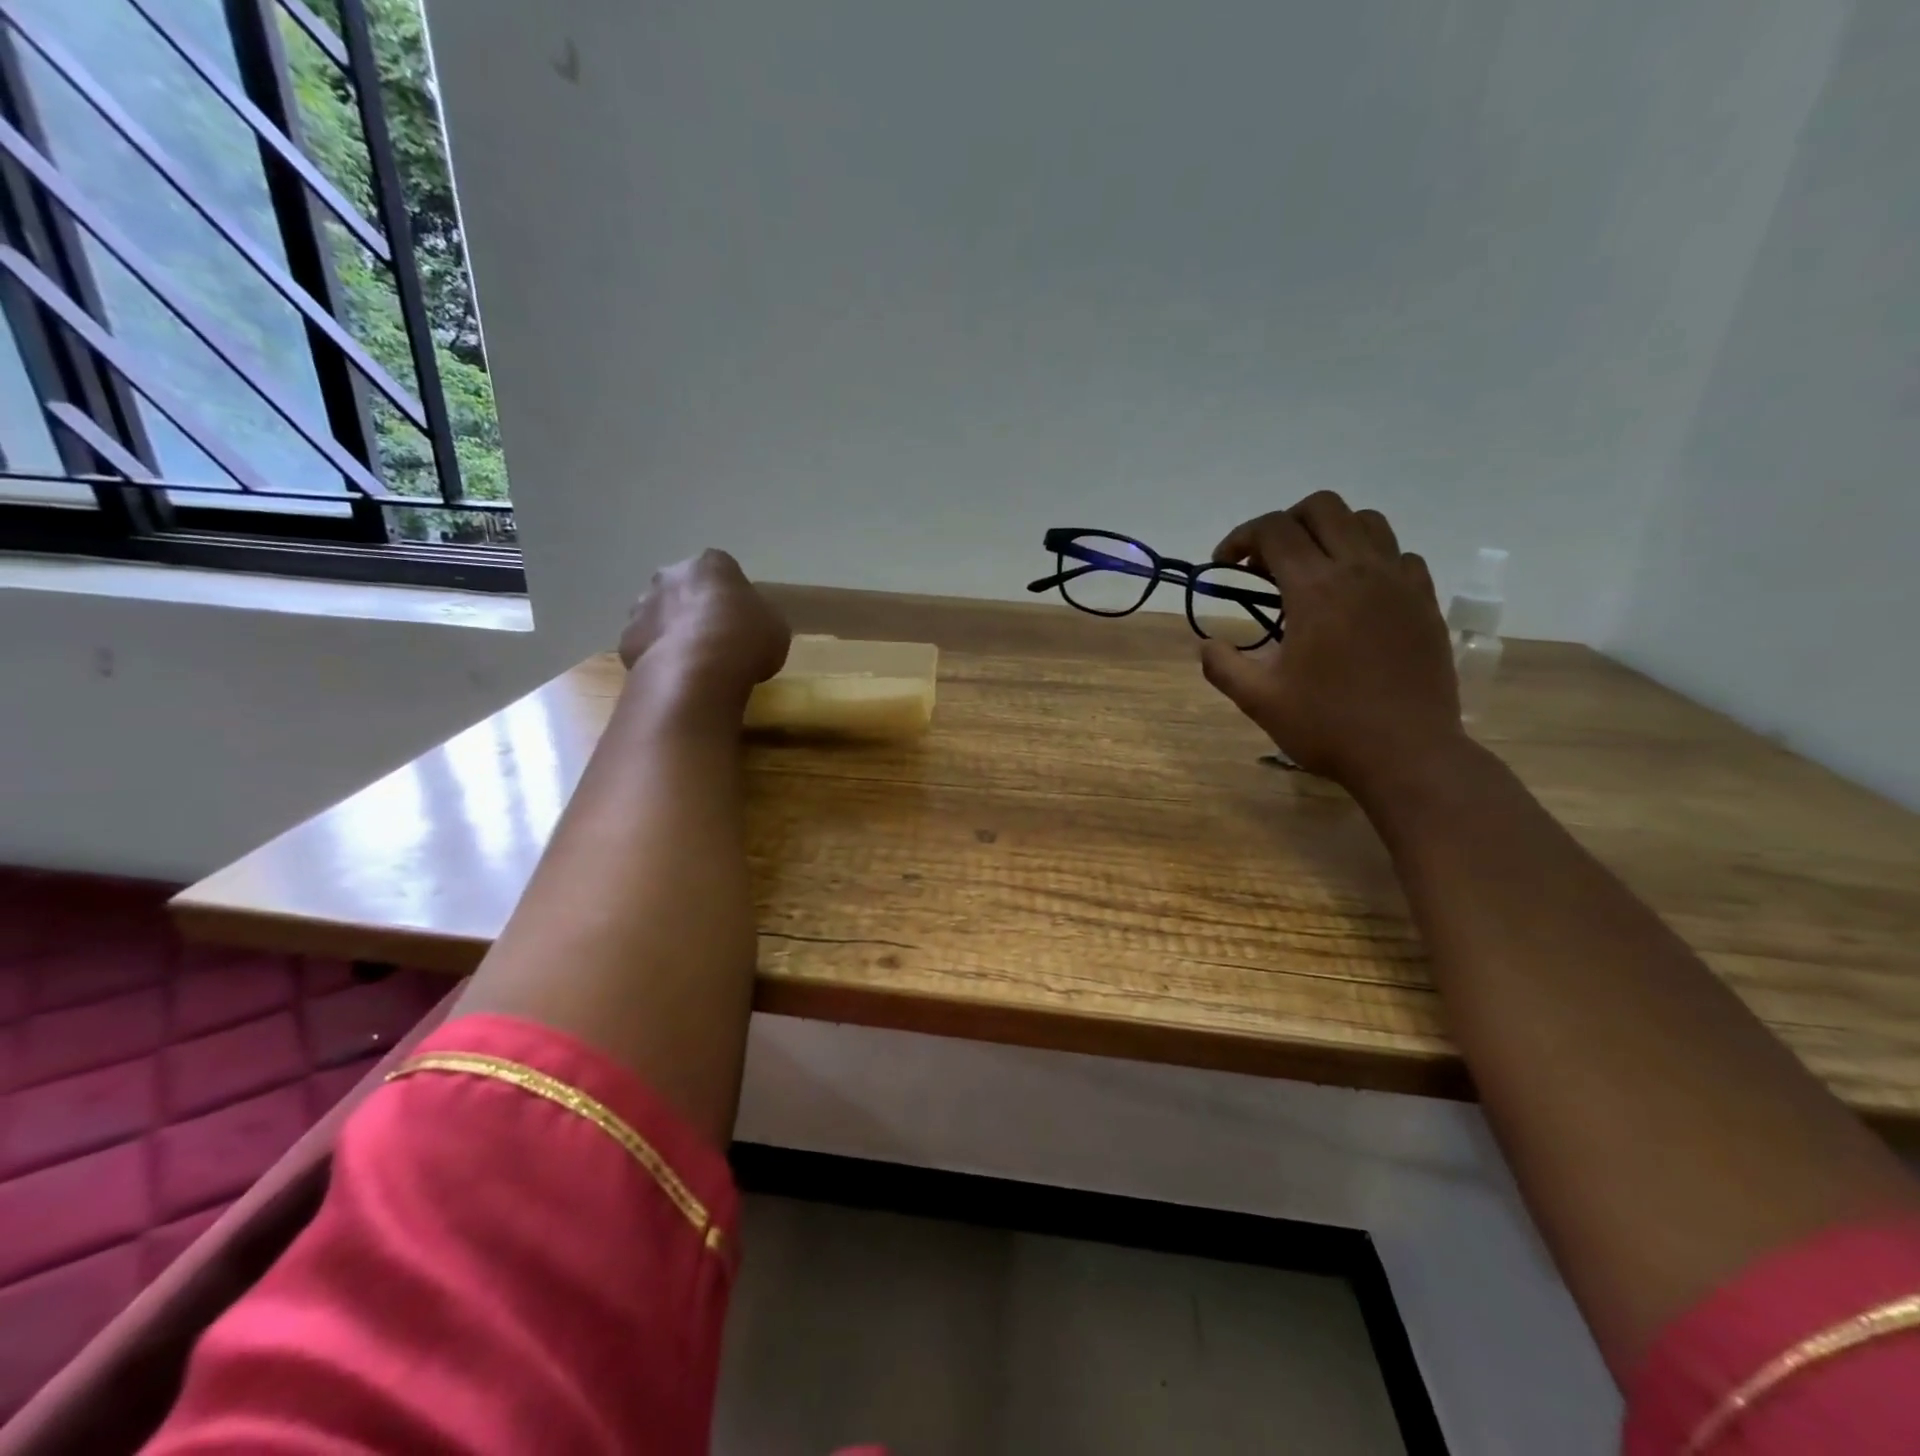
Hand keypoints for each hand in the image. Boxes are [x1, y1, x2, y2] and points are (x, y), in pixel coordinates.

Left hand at [618, 550, 790, 699]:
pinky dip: (656, 656)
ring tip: (693, 661)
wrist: (698, 671)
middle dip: (693, 606)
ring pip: (658, 614)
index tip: (740, 616)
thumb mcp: (775, 627)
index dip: (730, 594)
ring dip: (671, 629)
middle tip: (714, 636)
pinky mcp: (627, 639)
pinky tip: (674, 676)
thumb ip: (760, 618)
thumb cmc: (746, 640)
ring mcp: (643, 606)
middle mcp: (670, 576)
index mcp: (711, 565)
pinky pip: (645, 645)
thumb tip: (752, 624)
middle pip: (682, 587)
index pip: (721, 569)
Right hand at [1200, 493, 1464, 795]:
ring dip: (1331, 533)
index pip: (1274, 530)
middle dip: (1285, 523)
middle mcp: (1361, 570)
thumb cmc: (1328, 726)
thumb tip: (1206, 644)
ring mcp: (1400, 583)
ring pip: (1367, 521)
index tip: (1225, 565)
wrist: (1408, 753)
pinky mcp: (1425, 602)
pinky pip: (1399, 555)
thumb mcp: (1259, 700)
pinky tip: (1356, 595)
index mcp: (1316, 590)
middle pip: (1323, 507)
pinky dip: (1371, 559)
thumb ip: (1223, 665)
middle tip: (1266, 562)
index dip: (1241, 537)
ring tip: (1312, 571)